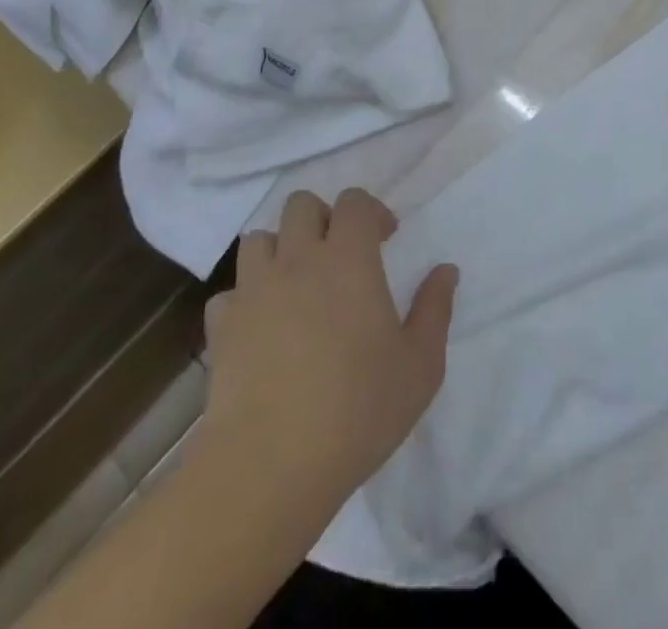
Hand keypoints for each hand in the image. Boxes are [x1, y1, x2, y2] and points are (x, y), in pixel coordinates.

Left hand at [202, 189, 458, 512]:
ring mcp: (254, 290)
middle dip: (322, 218)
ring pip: (259, 239)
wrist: (270, 466)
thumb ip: (435, 309)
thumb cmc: (357, 410)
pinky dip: (245, 300)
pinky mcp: (221, 327)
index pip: (354, 202)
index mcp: (349, 259)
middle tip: (339, 255)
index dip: (370, 211)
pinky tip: (260, 327)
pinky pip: (229, 293)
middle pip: (301, 205)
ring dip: (279, 250)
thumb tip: (446, 270)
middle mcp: (298, 259)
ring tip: (296, 285)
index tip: (385, 238)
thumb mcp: (420, 366)